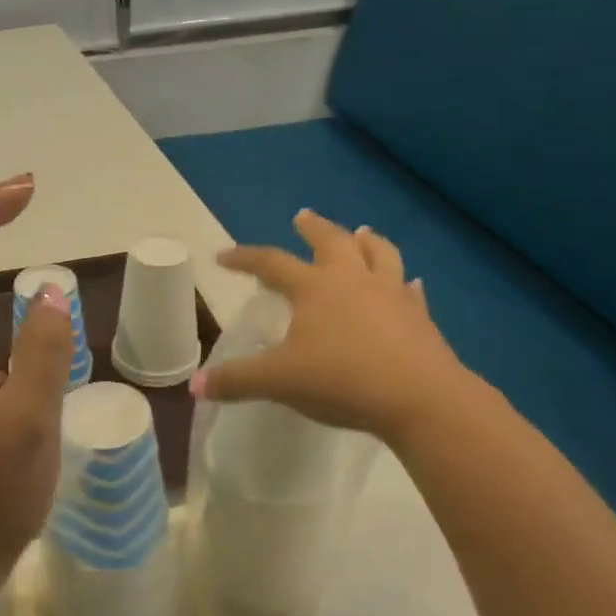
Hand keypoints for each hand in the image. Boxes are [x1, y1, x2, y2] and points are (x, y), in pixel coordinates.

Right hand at [192, 209, 474, 445]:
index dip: (245, 258)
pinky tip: (409, 285)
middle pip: (331, 241)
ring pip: (379, 254)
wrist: (419, 398)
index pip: (271, 263)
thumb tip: (195, 386)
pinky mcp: (419, 316)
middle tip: (302, 217)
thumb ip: (237, 381)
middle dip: (313, 228)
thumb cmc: (342, 380)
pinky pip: (410, 291)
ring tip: (362, 233)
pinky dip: (404, 284)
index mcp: (314, 288)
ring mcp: (391, 294)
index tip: (224, 256)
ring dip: (367, 241)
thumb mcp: (279, 382)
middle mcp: (352, 279)